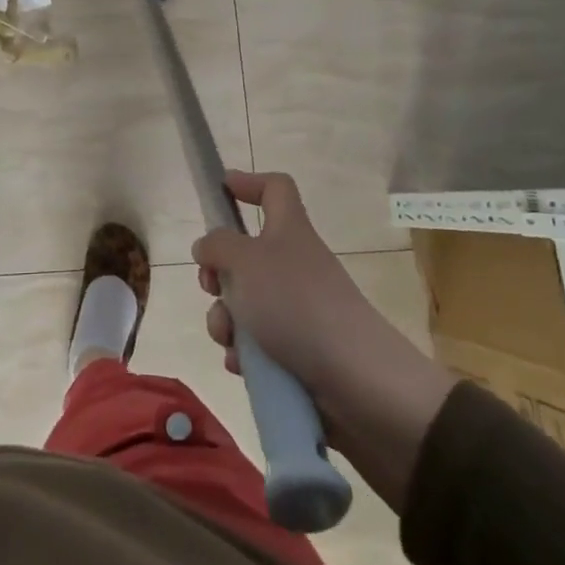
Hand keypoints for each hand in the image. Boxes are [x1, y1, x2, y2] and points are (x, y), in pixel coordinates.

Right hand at [193, 170, 453, 504]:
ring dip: (226, 320)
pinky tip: (244, 366)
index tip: (221, 190)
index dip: (249, 183)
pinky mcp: (298, 352)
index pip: (275, 189)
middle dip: (218, 273)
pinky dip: (245, 354)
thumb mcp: (245, 262)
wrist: (358, 382)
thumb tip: (207, 246)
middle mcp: (294, 265)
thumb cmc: (297, 305)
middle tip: (210, 287)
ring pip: (244, 304)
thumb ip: (218, 245)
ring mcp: (297, 310)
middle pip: (245, 255)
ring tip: (230, 339)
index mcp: (289, 232)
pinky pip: (257, 345)